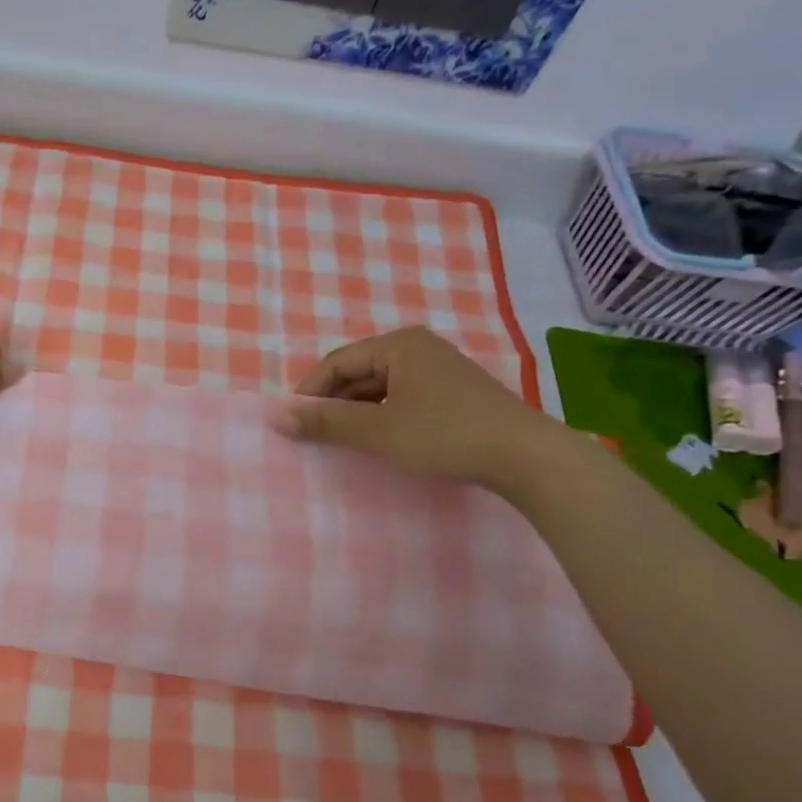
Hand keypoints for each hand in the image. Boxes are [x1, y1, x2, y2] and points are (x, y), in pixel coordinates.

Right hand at [274, 327, 565, 490]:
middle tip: (314, 435)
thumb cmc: (444, 435)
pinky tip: (380, 439)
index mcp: (399, 344)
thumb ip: (325, 422)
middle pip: (358, 372)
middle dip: (333, 402)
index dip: (309, 392)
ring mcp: (440, 369)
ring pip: (380, 387)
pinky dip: (382, 415)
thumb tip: (275, 417)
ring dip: (357, 411)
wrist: (526, 457)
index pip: (337, 362)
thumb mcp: (377, 430)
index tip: (293, 424)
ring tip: (342, 440)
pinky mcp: (454, 392)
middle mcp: (418, 348)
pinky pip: (402, 397)